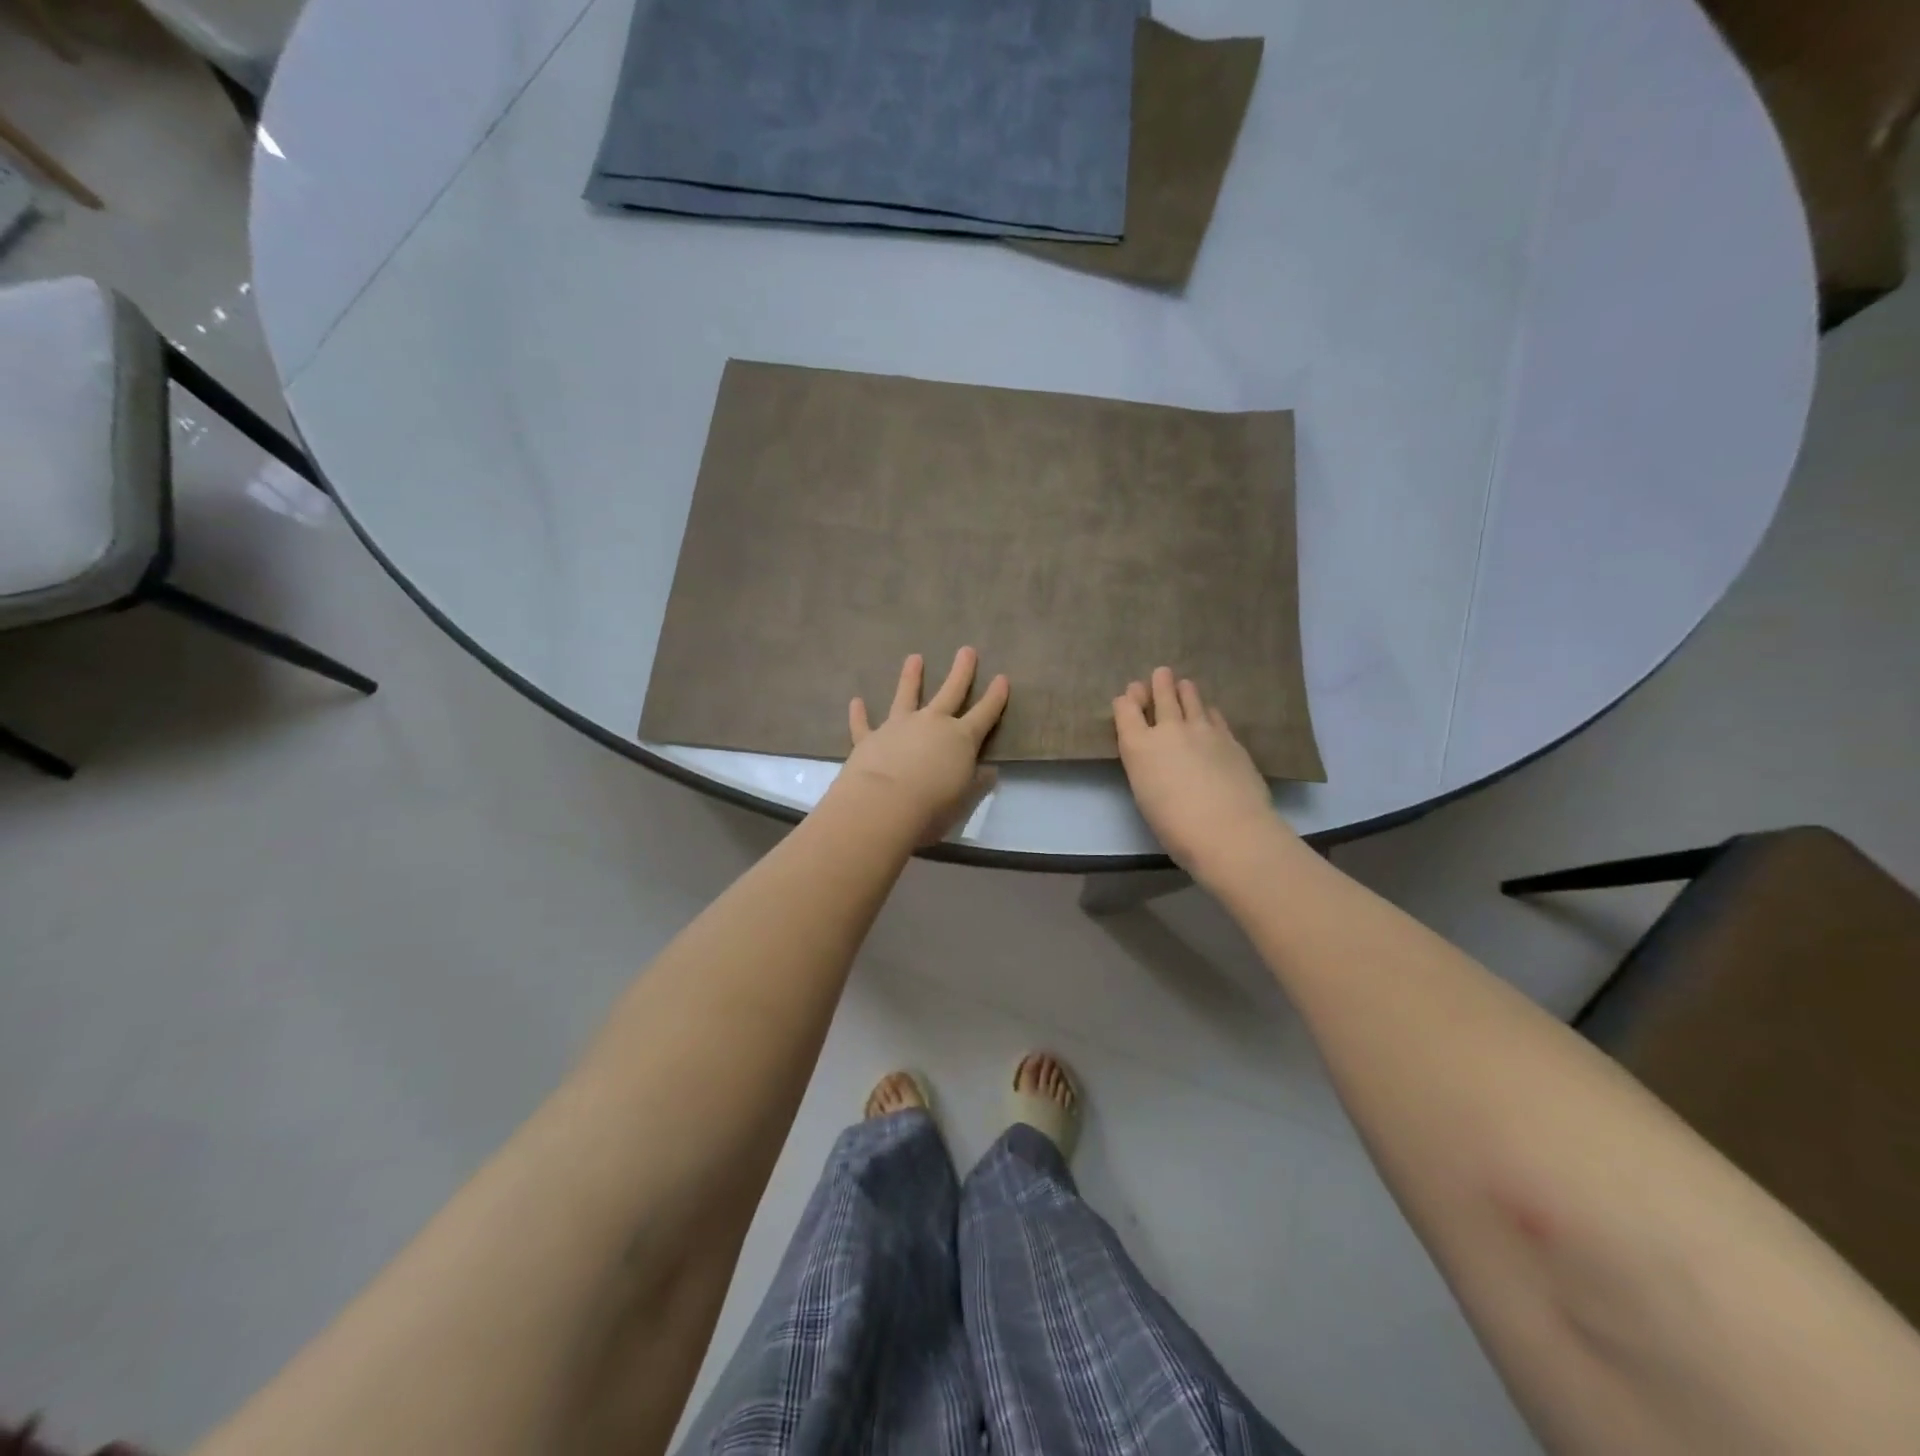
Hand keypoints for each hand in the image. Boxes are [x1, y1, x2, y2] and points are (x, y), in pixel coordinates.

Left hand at [838, 648, 1009, 844]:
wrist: (883, 805)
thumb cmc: (932, 807)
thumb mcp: (964, 799)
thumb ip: (977, 783)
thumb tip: (989, 771)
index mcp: (961, 739)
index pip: (985, 713)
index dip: (995, 697)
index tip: (1002, 678)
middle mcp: (932, 724)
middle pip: (951, 692)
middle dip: (961, 671)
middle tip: (967, 650)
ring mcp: (899, 727)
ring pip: (907, 696)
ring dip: (911, 677)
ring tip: (914, 657)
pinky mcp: (870, 738)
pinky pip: (863, 723)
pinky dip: (859, 713)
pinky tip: (856, 701)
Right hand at [1113, 668, 1288, 881]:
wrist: (1228, 830)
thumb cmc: (1174, 825)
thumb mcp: (1145, 794)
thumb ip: (1146, 767)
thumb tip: (1155, 756)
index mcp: (1138, 746)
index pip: (1125, 709)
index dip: (1126, 701)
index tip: (1129, 697)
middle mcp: (1168, 729)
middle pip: (1162, 694)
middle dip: (1158, 683)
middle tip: (1161, 674)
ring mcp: (1203, 730)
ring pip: (1191, 698)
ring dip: (1184, 690)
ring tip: (1184, 685)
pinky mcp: (1230, 738)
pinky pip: (1214, 715)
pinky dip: (1208, 711)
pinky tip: (1209, 712)